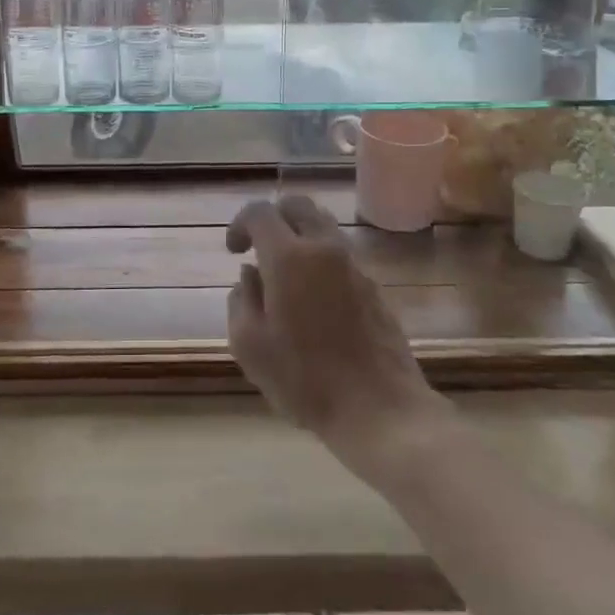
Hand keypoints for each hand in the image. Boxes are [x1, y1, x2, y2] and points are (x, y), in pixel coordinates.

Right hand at [226, 196, 449, 471]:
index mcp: (289, 257)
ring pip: (323, 226)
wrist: (380, 409)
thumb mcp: (250, 345)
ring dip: (299, 235)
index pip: (260, 212)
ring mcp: (354, 266)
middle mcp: (324, 249)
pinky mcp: (374, 286)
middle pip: (298, 205)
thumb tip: (250, 274)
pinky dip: (320, 258)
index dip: (240, 224)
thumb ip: (241, 299)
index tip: (234, 251)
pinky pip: (340, 254)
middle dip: (274, 217)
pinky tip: (313, 299)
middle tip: (260, 248)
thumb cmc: (305, 380)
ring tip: (285, 274)